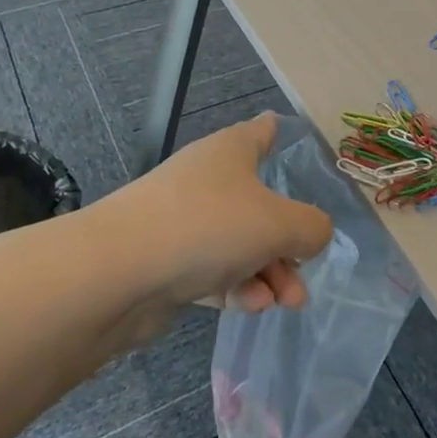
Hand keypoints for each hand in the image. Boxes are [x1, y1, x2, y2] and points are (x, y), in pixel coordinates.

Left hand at [109, 113, 333, 313]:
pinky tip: (250, 307)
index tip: (291, 141)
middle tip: (304, 272)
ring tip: (286, 302)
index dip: (280, 134)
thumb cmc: (208, 225)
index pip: (262, 131)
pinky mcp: (168, 261)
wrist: (120, 271)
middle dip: (288, 240)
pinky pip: (214, 270)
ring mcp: (185, 220)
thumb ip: (311, 227)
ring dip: (268, 271)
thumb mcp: (278, 223)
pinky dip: (235, 287)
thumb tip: (316, 233)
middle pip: (260, 203)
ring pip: (240, 243)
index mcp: (233, 151)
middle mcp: (209, 179)